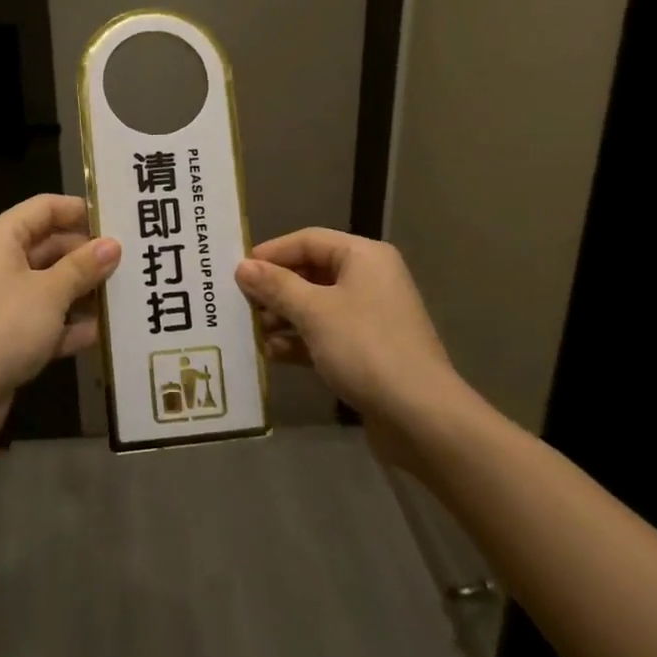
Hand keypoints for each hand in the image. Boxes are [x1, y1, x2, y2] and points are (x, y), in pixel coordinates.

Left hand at [0, 195, 121, 439]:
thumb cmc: (3, 327)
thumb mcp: (50, 292)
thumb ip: (83, 266)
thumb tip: (112, 245)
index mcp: (0, 238)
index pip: (45, 207)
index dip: (80, 210)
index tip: (118, 220)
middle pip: (49, 246)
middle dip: (87, 256)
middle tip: (131, 262)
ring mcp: (0, 300)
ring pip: (49, 285)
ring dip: (82, 292)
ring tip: (126, 295)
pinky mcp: (5, 335)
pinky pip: (43, 320)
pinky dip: (68, 325)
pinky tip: (102, 334)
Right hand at [234, 229, 463, 422]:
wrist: (420, 416)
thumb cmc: (365, 348)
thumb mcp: (313, 312)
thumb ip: (276, 286)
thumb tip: (243, 266)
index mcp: (363, 257)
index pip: (308, 240)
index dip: (271, 253)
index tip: (237, 271)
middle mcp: (369, 279)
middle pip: (310, 272)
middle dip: (274, 289)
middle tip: (239, 304)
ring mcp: (369, 316)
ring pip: (315, 305)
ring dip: (283, 317)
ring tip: (252, 332)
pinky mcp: (367, 349)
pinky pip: (325, 333)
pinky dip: (299, 340)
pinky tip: (272, 354)